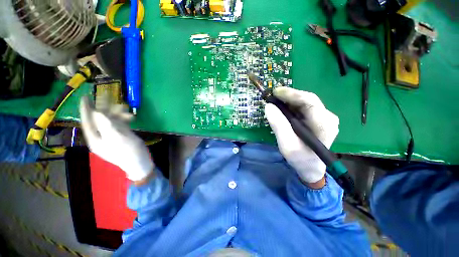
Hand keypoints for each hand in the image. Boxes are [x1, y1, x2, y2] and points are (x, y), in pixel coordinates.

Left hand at [79, 97, 153, 181]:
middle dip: (108, 110)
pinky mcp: (120, 136)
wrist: (140, 162)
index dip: (86, 109)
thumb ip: (106, 125)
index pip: (87, 121)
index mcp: (95, 138)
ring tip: (127, 110)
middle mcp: (101, 136)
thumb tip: (97, 112)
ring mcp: (111, 136)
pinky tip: (131, 117)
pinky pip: (119, 124)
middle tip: (113, 100)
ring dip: (118, 115)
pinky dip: (124, 120)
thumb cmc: (128, 152)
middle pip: (100, 120)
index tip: (85, 96)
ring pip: (111, 121)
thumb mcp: (118, 138)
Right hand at [265, 87, 339, 183]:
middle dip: (289, 96)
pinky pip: (304, 107)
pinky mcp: (319, 118)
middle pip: (308, 99)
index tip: (275, 92)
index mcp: (324, 125)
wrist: (310, 167)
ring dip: (290, 100)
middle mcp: (328, 117)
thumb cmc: (300, 158)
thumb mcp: (286, 145)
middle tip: (273, 96)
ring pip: (305, 102)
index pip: (310, 102)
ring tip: (276, 101)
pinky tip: (283, 108)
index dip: (292, 94)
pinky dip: (292, 105)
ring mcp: (325, 117)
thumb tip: (268, 106)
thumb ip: (278, 125)